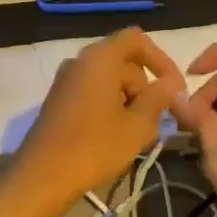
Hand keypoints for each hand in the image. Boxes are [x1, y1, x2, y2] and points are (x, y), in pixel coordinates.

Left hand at [0, 28, 184, 216]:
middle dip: (145, 87)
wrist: (42, 177)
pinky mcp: (58, 102)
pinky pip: (92, 94)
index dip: (161, 59)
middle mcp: (79, 62)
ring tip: (139, 134)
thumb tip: (172, 83)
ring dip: (129, 101)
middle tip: (156, 120)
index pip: (137, 40)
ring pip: (108, 81)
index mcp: (99, 58)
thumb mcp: (137, 125)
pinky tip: (116, 137)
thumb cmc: (95, 147)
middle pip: (123, 62)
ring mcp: (65, 82)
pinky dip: (110, 108)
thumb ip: (158, 98)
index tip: (174, 88)